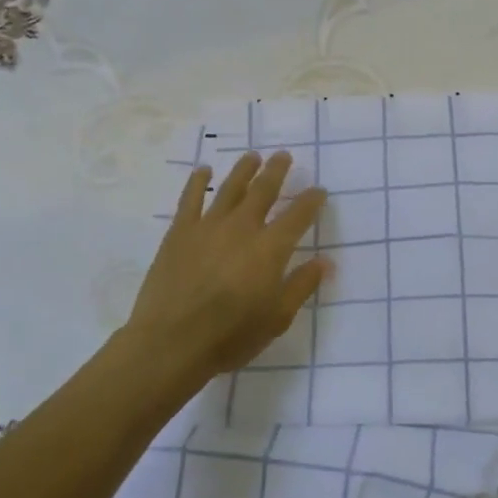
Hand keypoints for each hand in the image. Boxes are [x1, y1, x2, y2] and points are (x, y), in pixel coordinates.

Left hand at [124, 150, 329, 387]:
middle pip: (264, 191)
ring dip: (244, 170)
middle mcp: (243, 228)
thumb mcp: (277, 318)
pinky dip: (198, 181)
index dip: (311, 200)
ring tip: (253, 156)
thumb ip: (302, 285)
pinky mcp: (180, 232)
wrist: (171, 342)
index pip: (298, 215)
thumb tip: (326, 262)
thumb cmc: (231, 335)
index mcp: (271, 249)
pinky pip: (190, 199)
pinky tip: (204, 170)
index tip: (319, 190)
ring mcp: (208, 226)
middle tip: (284, 156)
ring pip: (230, 188)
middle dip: (277, 172)